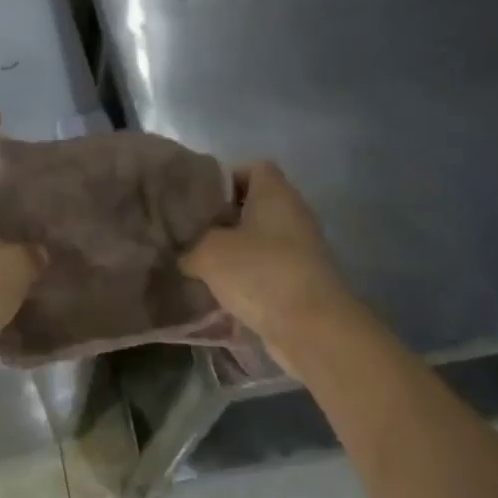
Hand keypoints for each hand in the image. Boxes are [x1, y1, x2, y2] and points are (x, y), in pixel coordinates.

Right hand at [181, 161, 353, 366]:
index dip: (225, 179)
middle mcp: (293, 215)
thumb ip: (190, 247)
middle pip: (255, 206)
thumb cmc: (260, 272)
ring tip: (199, 264)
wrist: (312, 329)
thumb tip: (185, 255)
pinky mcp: (302, 282)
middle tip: (192, 232)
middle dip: (223, 219)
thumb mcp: (208, 252)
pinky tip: (219, 293)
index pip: (253, 168)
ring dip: (233, 252)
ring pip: (260, 241)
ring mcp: (301, 251)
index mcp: (275, 193)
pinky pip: (267, 270)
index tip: (199, 199)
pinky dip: (247, 279)